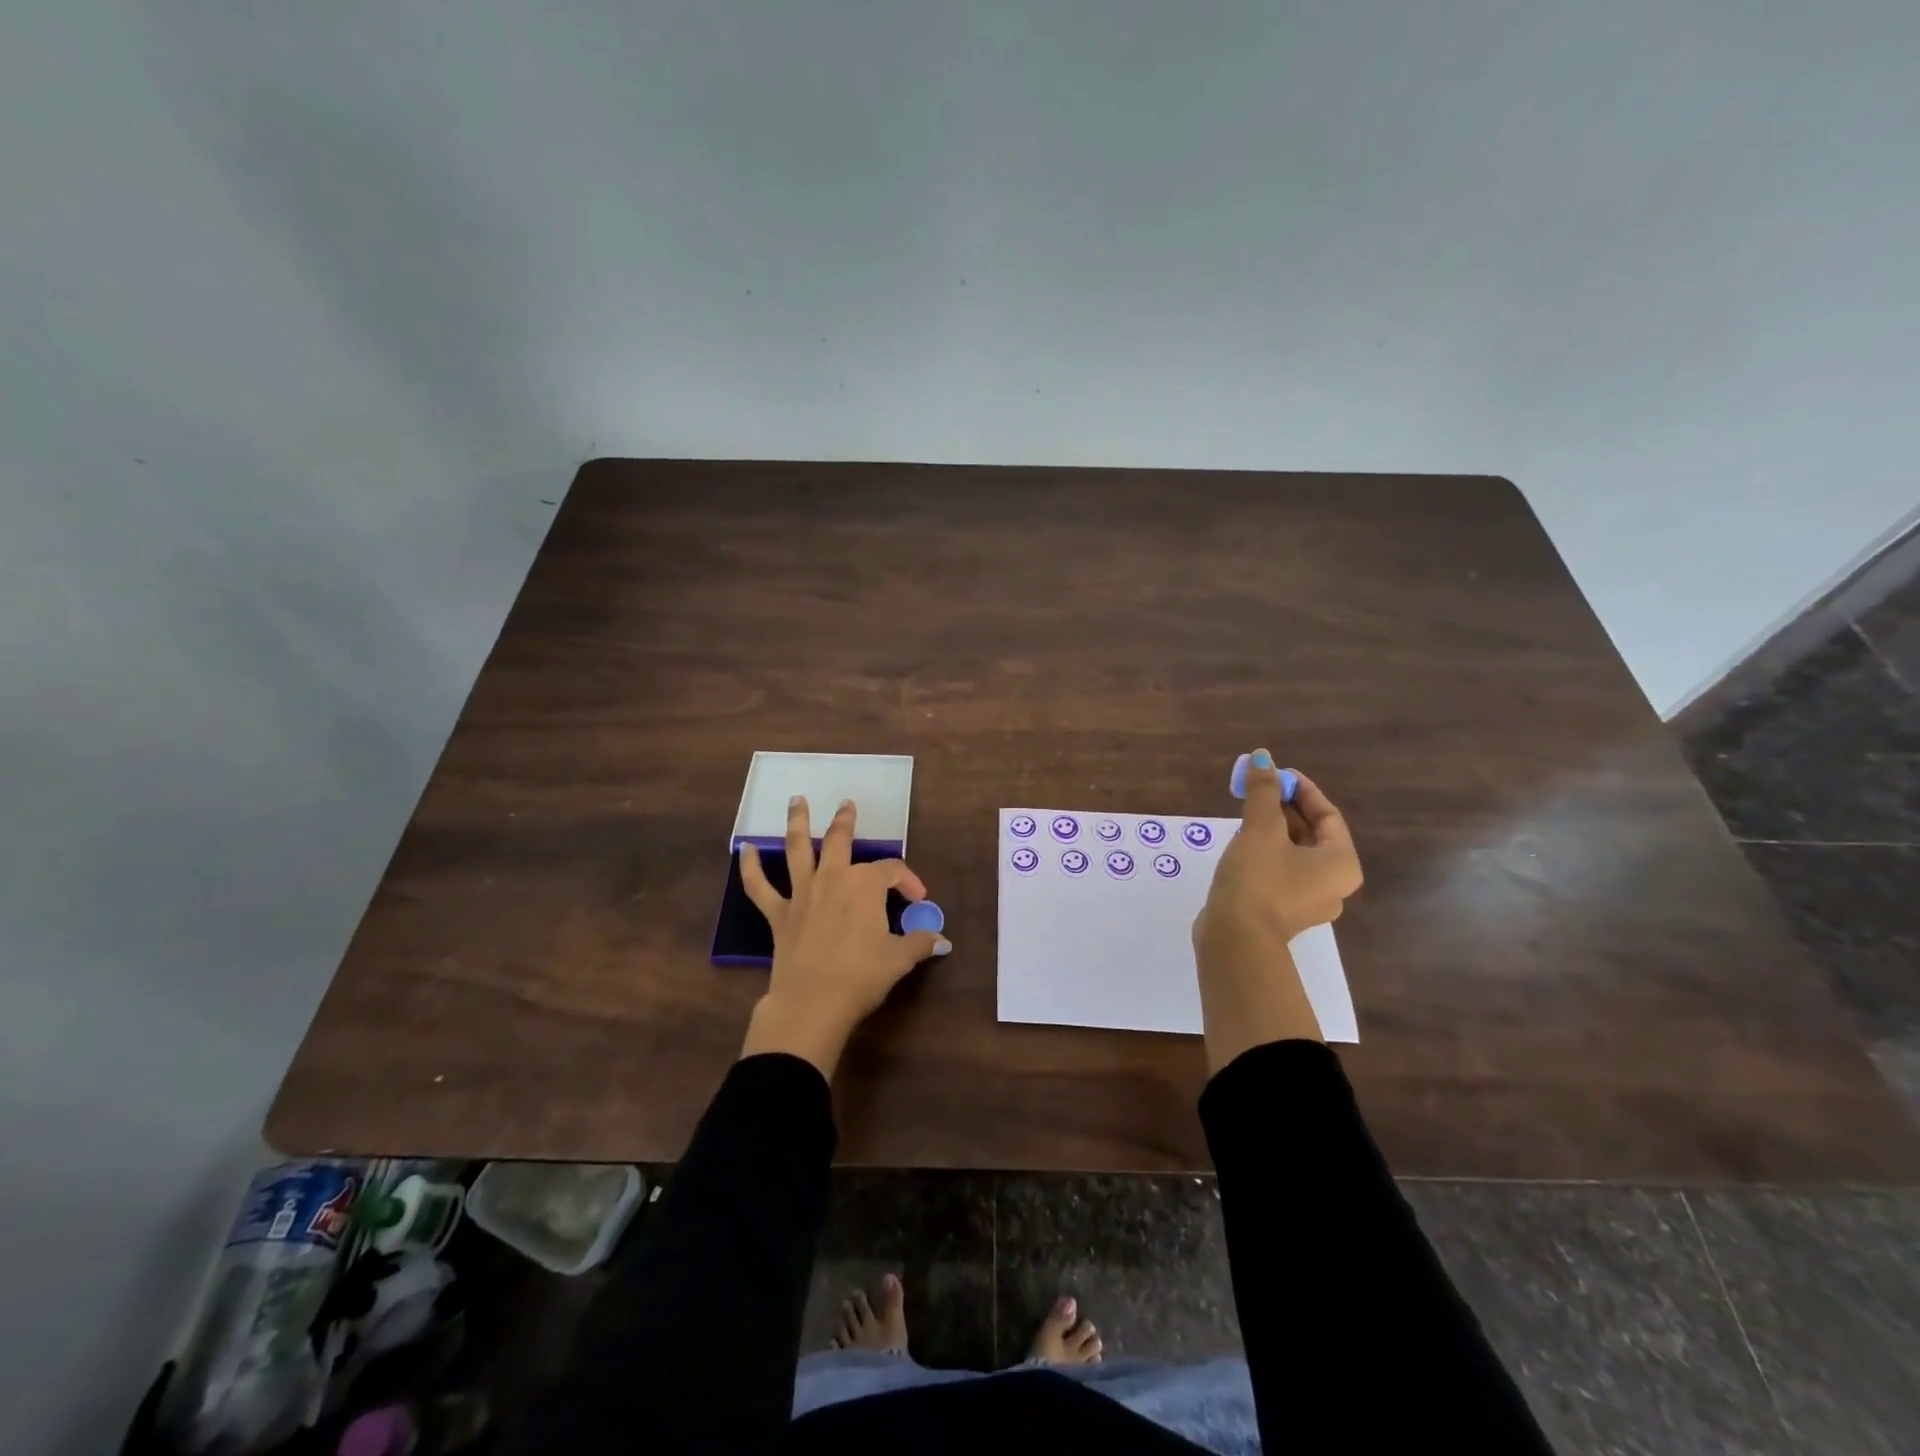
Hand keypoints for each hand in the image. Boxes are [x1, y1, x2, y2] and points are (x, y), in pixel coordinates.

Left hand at [737, 796, 950, 1077]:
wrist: (812, 1003)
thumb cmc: (861, 976)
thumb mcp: (899, 959)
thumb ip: (920, 943)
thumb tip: (941, 939)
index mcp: (865, 885)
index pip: (892, 871)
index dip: (908, 881)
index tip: (918, 900)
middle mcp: (832, 878)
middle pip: (840, 840)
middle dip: (845, 821)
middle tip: (847, 804)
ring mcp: (802, 894)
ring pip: (798, 849)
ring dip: (797, 822)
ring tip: (797, 800)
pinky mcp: (779, 914)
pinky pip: (759, 887)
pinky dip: (750, 867)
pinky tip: (744, 849)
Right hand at [1191, 751, 1362, 1071]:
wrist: (1235, 940)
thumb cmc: (1258, 880)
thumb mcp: (1260, 829)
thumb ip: (1263, 792)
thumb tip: (1262, 757)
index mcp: (1341, 864)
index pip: (1327, 815)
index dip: (1301, 789)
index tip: (1275, 773)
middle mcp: (1334, 885)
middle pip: (1312, 834)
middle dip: (1284, 807)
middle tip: (1257, 788)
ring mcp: (1308, 902)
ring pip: (1294, 853)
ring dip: (1273, 829)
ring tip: (1246, 812)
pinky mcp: (1282, 912)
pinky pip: (1281, 872)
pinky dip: (1266, 852)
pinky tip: (1241, 844)